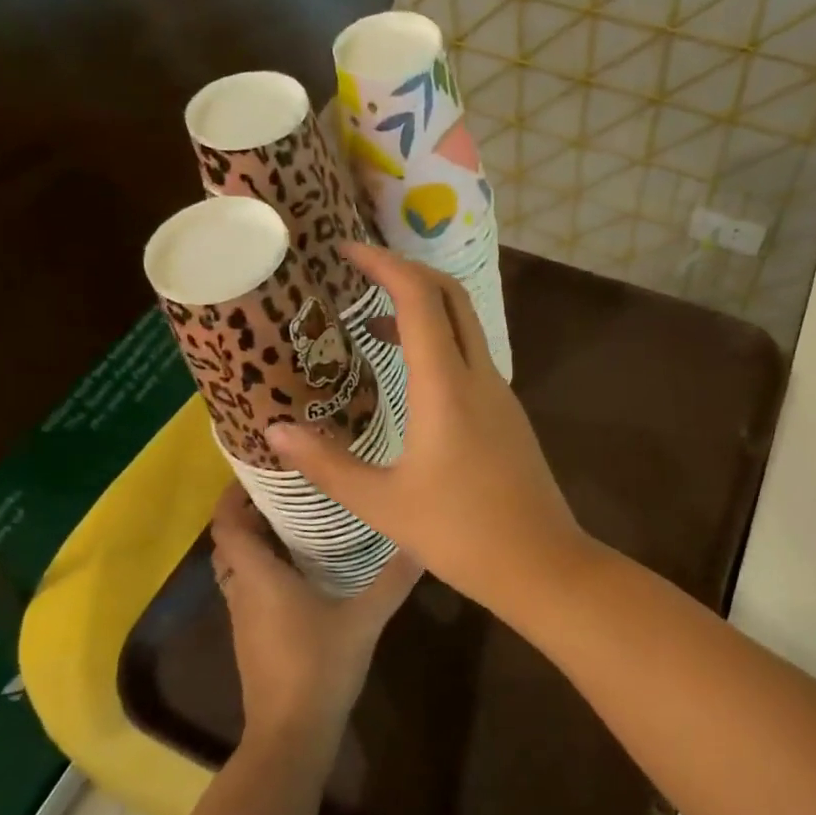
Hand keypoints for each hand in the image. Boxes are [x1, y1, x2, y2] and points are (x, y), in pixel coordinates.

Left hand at [210, 483, 420, 748]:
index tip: (258, 471)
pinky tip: (300, 570)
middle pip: (229, 542)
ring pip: (237, 568)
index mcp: (260, 577)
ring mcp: (244, 618)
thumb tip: (422, 541)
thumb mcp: (365, 618)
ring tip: (295, 522)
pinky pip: (248, 589)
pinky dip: (262, 569)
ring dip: (254, 543)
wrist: (291, 732)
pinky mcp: (251, 638)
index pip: (227, 524)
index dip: (232, 495)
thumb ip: (393, 579)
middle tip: (287, 491)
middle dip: (248, 514)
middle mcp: (243, 591)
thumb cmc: (320, 666)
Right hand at [266, 243, 588, 616]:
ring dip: (422, 311)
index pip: (419, 298)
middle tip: (358, 275)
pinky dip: (438, 344)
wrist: (541, 564)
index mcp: (446, 387)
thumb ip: (327, 464)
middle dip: (406, 273)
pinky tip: (408, 378)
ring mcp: (500, 394)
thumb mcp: (383, 503)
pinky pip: (471, 358)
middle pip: (450, 297)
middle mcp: (480, 376)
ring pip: (464, 326)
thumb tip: (274, 431)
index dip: (383, 264)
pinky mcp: (508, 415)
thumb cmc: (461, 534)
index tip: (345, 250)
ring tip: (369, 327)